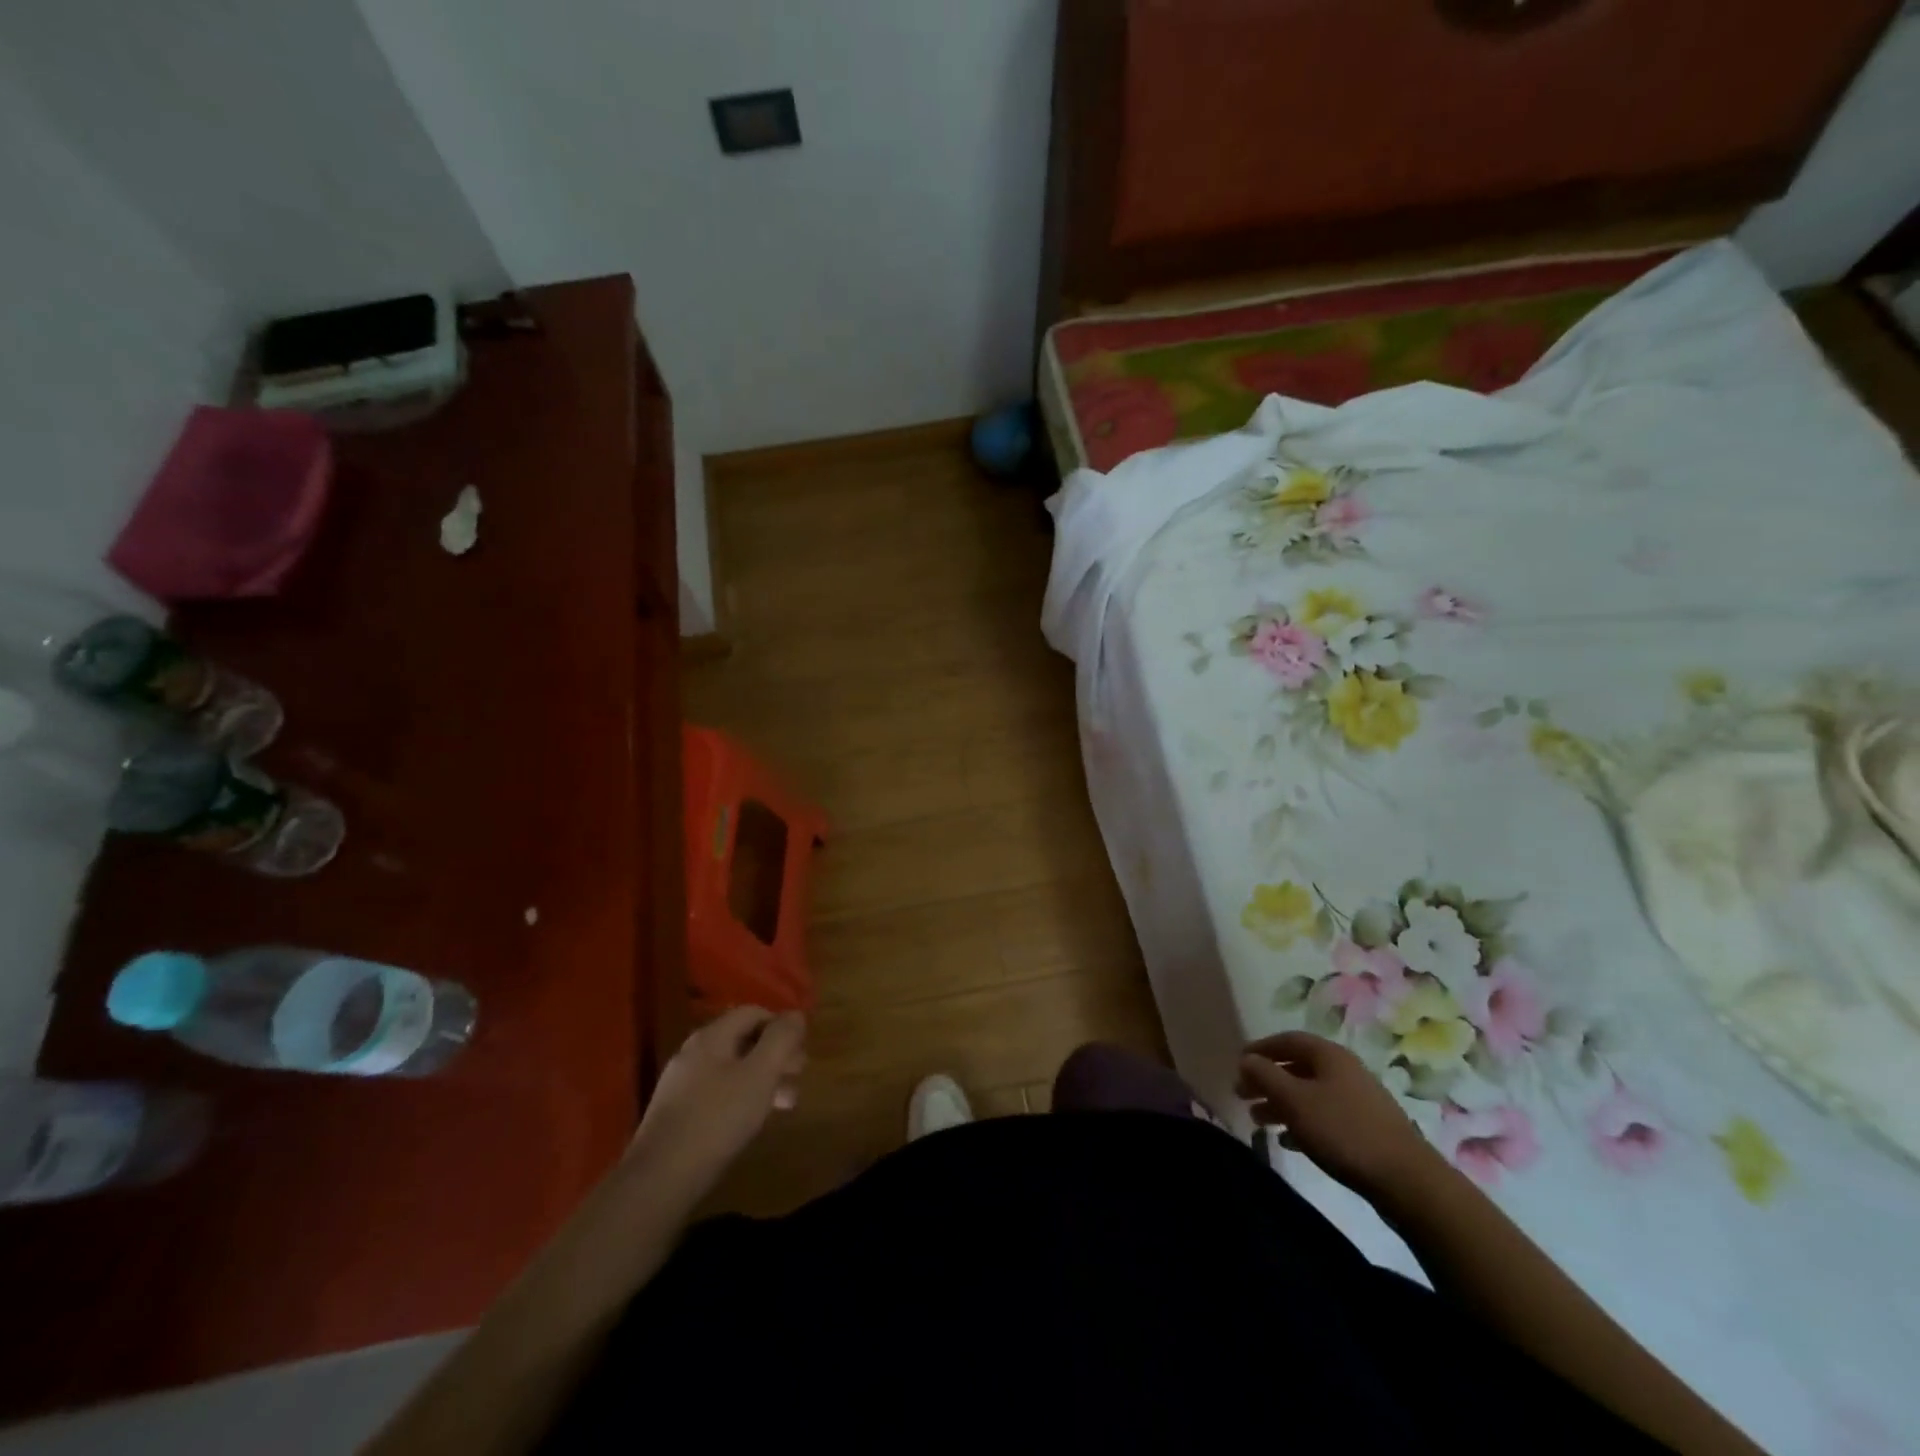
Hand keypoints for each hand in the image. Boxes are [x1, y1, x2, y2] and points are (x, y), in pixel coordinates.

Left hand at [628, 1008, 806, 1203]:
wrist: (659, 1180)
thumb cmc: (717, 1119)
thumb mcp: (760, 1075)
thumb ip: (781, 1040)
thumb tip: (795, 1015)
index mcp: (711, 1037)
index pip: (753, 1012)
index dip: (781, 1025)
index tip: (801, 1049)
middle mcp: (693, 1053)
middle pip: (743, 1040)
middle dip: (775, 1054)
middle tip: (799, 1076)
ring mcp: (681, 1084)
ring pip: (732, 1069)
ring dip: (763, 1079)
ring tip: (785, 1104)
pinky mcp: (676, 1114)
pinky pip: (718, 1093)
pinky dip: (742, 1098)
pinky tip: (752, 1121)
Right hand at [1238, 1031, 1445, 1199]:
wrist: (1407, 1180)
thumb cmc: (1343, 1131)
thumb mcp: (1295, 1101)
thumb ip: (1265, 1076)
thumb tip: (1246, 1059)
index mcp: (1329, 1055)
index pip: (1287, 1040)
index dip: (1260, 1048)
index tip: (1238, 1063)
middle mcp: (1344, 1070)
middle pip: (1297, 1067)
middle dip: (1267, 1079)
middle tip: (1242, 1094)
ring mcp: (1358, 1100)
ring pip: (1309, 1093)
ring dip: (1281, 1103)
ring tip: (1258, 1120)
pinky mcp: (1366, 1128)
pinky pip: (1325, 1116)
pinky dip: (1302, 1122)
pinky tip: (1289, 1141)